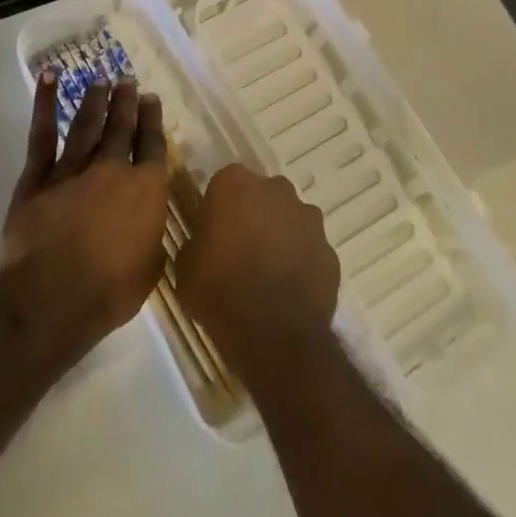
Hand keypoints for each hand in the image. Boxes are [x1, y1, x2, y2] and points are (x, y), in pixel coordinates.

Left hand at [3, 71, 170, 338]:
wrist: (54, 295)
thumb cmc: (110, 291)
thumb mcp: (149, 269)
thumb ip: (150, 241)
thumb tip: (149, 231)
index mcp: (146, 190)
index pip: (152, 146)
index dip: (152, 121)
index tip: (152, 100)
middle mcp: (112, 170)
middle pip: (121, 128)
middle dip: (126, 102)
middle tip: (127, 80)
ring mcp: (73, 169)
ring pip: (86, 126)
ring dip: (95, 101)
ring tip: (101, 80)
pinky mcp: (38, 177)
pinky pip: (42, 135)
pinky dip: (44, 105)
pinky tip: (49, 79)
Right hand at [175, 163, 339, 377]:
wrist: (273, 334)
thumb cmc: (219, 290)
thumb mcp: (185, 266)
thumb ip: (197, 242)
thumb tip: (206, 244)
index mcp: (235, 184)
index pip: (225, 183)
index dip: (219, 207)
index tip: (213, 231)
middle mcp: (275, 190)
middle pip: (263, 195)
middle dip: (254, 214)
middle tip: (240, 248)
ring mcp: (308, 218)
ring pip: (291, 219)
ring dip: (281, 235)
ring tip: (267, 272)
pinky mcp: (330, 250)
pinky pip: (310, 249)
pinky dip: (302, 262)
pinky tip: (289, 289)